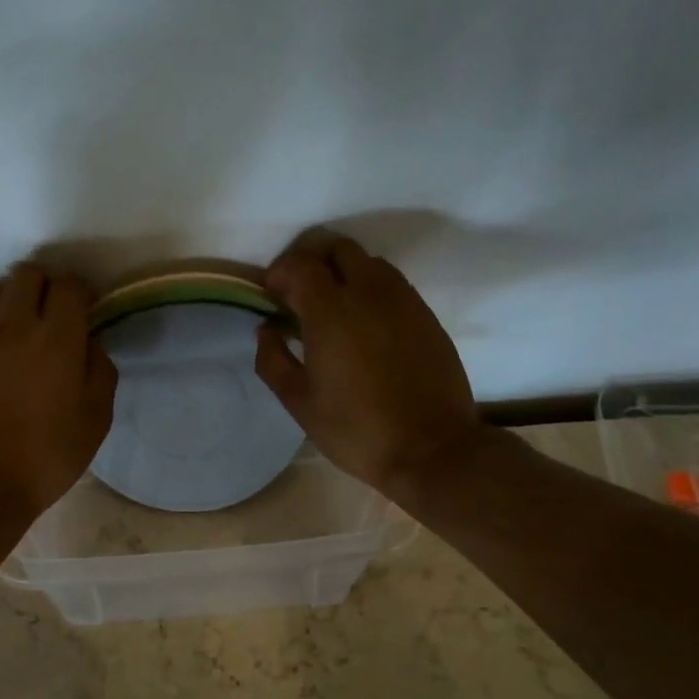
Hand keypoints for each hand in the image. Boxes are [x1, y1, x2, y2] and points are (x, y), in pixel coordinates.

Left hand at [0, 262, 116, 521]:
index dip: (84, 291)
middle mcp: (14, 325)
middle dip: (49, 285)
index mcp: (56, 338)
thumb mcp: (96, 419)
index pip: (70, 286)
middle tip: (59, 313)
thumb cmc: (47, 456)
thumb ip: (100, 371)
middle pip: (29, 274)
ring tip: (26, 327)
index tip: (91, 307)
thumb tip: (89, 344)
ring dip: (16, 299)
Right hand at [254, 233, 483, 499]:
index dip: (280, 272)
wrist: (432, 450)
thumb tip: (267, 329)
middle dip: (312, 261)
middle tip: (299, 293)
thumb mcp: (299, 402)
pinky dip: (370, 289)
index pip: (300, 264)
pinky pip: (393, 284)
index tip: (271, 296)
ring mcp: (404, 301)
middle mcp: (369, 293)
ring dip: (344, 272)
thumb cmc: (356, 429)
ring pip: (369, 262)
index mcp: (331, 311)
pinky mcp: (426, 315)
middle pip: (338, 248)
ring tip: (332, 307)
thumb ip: (273, 359)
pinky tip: (364, 324)